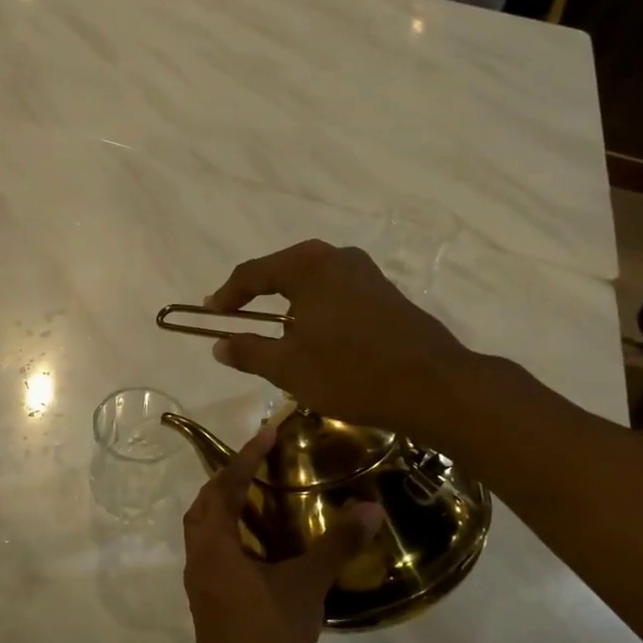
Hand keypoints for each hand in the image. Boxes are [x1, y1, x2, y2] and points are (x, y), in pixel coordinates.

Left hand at [181, 423, 382, 642]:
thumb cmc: (267, 637)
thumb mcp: (306, 586)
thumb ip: (337, 545)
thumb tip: (371, 508)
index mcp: (214, 545)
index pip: (225, 486)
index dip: (245, 457)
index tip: (268, 432)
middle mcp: (199, 557)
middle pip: (205, 504)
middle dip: (229, 478)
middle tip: (261, 462)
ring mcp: (201, 582)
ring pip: (206, 530)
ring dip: (227, 507)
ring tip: (262, 496)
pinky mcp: (210, 602)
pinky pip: (216, 552)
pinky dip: (233, 535)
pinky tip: (264, 546)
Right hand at [206, 240, 469, 434]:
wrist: (431, 385)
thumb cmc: (350, 373)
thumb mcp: (288, 368)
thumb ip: (249, 352)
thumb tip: (219, 345)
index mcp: (306, 266)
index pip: (252, 273)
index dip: (227, 296)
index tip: (211, 315)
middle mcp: (336, 257)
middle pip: (283, 270)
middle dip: (257, 294)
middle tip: (237, 317)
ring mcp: (365, 272)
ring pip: (312, 281)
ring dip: (288, 302)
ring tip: (273, 329)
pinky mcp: (385, 292)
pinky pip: (336, 292)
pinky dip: (315, 308)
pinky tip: (315, 335)